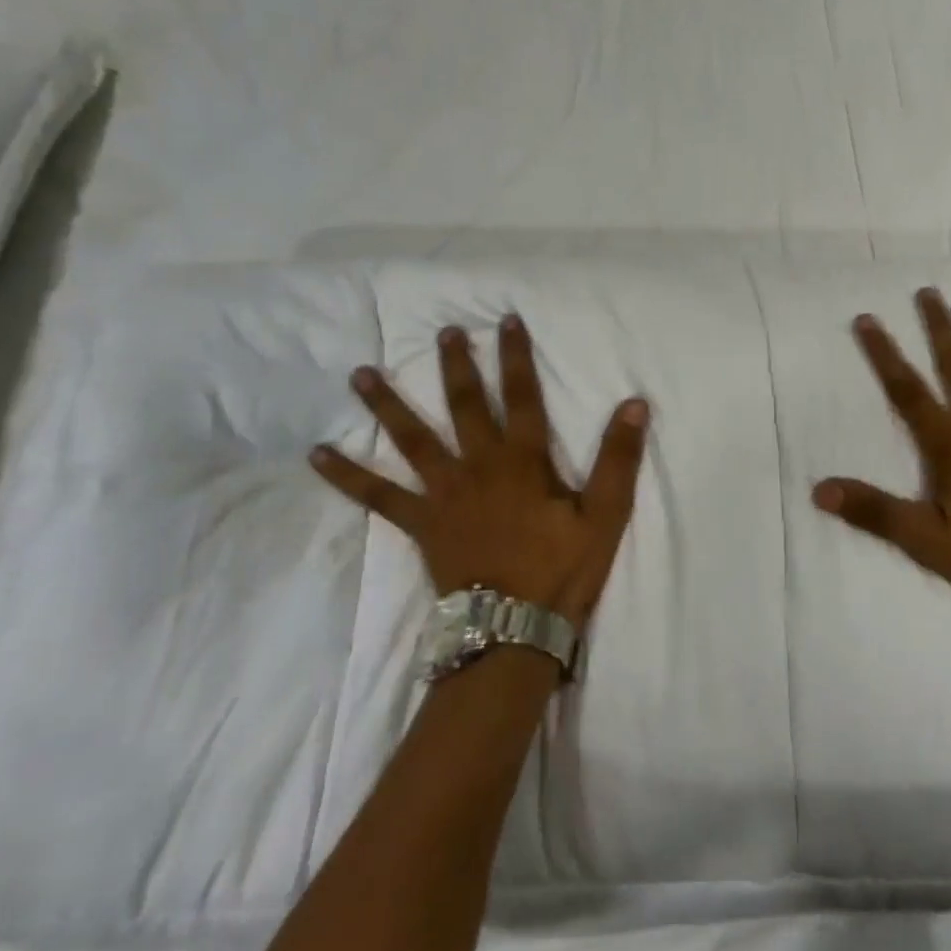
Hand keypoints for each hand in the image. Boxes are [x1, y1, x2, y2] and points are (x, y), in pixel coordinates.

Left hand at [310, 315, 648, 627]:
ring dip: (387, 404)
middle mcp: (479, 466)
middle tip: (444, 332)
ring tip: (360, 374)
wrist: (513, 629)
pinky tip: (316, 453)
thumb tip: (634, 403)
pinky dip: (346, 475)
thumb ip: (618, 458)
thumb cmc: (563, 570)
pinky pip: (377, 496)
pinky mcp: (420, 523)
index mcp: (523, 461)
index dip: (516, 356)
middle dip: (456, 366)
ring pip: (412, 439)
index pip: (523, 396)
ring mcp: (443, 494)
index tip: (506, 320)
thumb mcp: (605, 515)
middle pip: (465, 406)